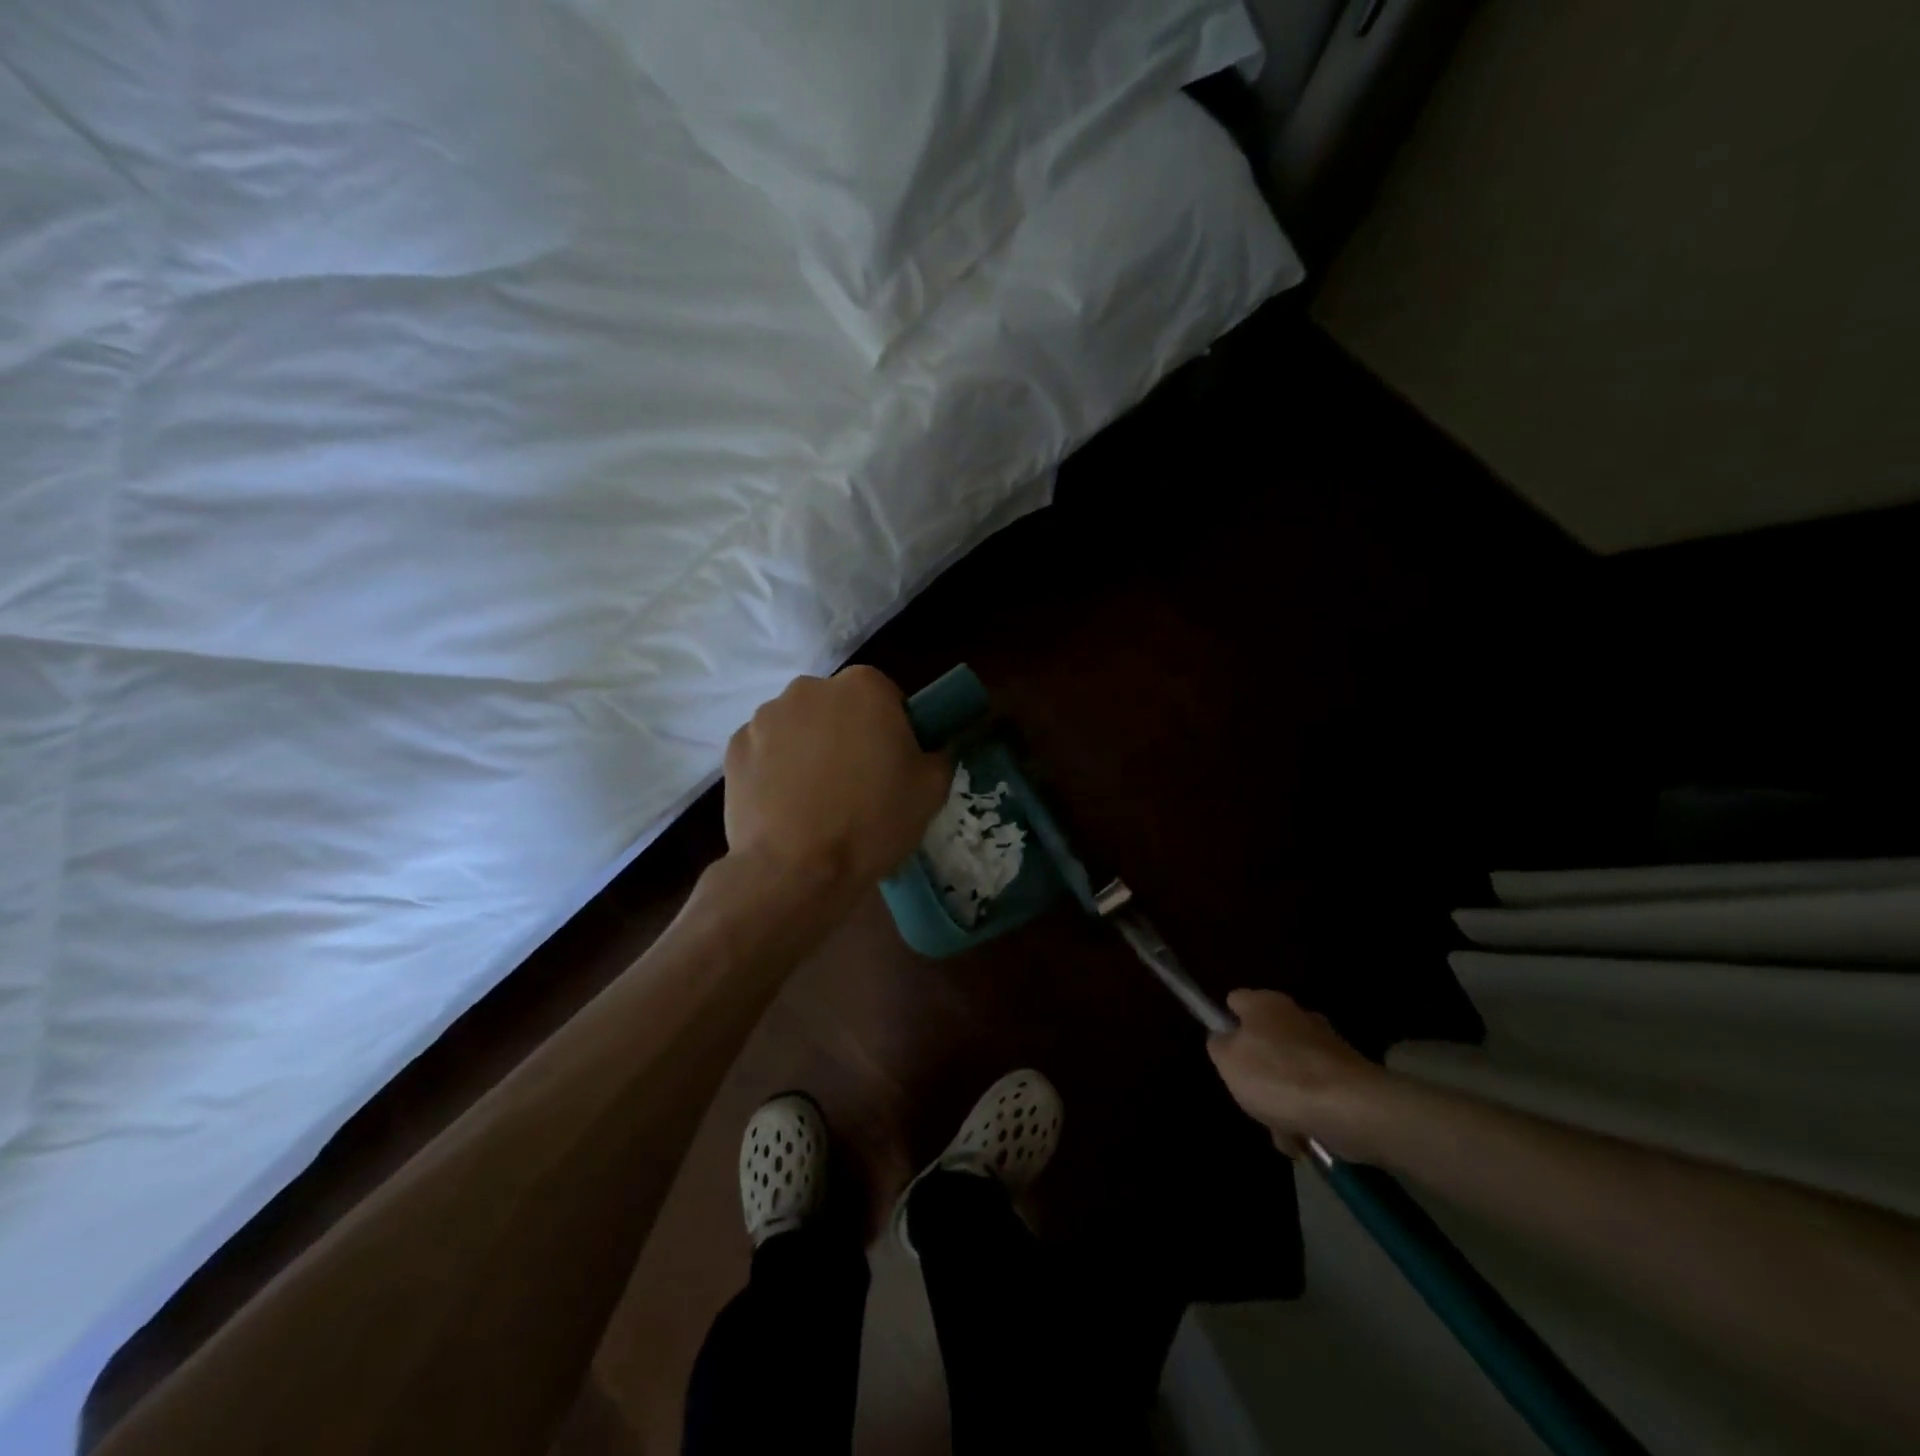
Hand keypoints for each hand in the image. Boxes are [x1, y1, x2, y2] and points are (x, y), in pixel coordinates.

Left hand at [723, 668, 949, 903]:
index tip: (892, 764)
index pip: (886, 696)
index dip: (892, 729)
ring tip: (815, 799)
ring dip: (809, 748)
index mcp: (864, 687)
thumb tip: (929, 748)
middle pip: (838, 706)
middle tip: (857, 782)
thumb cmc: (872, 822)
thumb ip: (938, 753)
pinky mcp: (734, 747)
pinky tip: (785, 805)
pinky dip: (775, 768)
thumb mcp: (931, 790)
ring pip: (799, 727)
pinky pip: (766, 750)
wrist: (796, 870)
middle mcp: (810, 688)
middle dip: (847, 733)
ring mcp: (766, 716)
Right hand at [1206, 989, 1392, 1161]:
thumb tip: (1224, 1039)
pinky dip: (1308, 1113)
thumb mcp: (1228, 1060)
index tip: (1223, 1050)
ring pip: (1290, 1071)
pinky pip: (1316, 1093)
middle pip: (1265, 1039)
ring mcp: (1326, 1046)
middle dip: (1257, 1070)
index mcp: (1265, 1003)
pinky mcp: (1348, 1076)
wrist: (1351, 1109)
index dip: (1225, 1022)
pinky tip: (1303, 1137)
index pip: (1235, 1001)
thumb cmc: (1278, 1077)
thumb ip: (1218, 1045)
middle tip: (1250, 1095)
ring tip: (1280, 1129)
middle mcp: (1296, 1016)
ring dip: (1282, 1099)